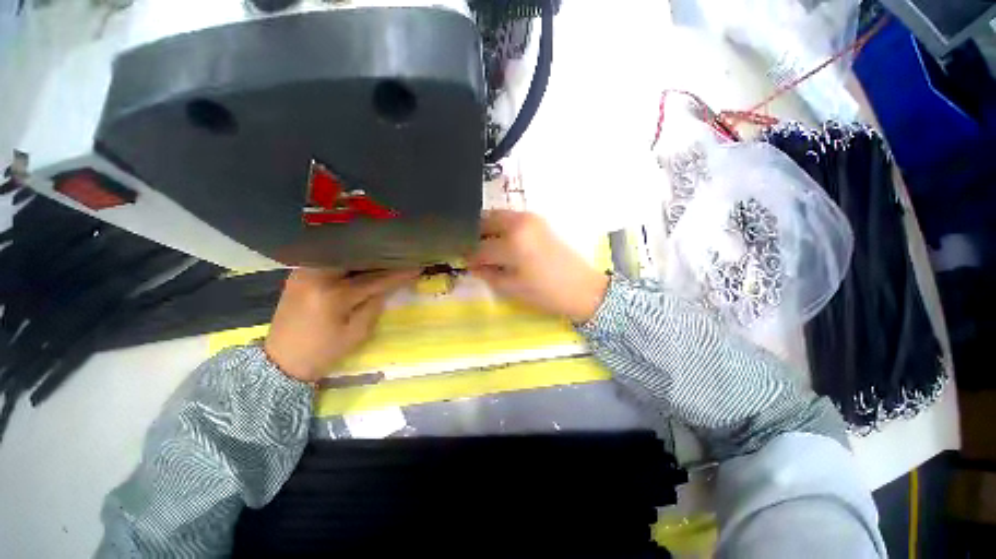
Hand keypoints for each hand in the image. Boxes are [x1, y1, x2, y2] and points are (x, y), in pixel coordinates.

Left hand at [264, 269, 418, 382]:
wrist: (280, 361)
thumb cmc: (323, 352)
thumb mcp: (356, 333)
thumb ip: (374, 305)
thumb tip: (388, 286)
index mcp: (333, 295)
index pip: (374, 280)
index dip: (398, 274)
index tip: (416, 267)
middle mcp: (316, 277)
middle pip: (356, 259)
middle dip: (380, 258)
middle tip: (399, 256)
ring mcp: (304, 272)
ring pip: (341, 256)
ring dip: (363, 257)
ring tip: (383, 257)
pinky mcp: (298, 274)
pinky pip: (328, 260)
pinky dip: (347, 260)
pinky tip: (360, 263)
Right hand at [468, 210, 609, 322]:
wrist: (582, 288)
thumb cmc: (546, 292)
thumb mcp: (512, 287)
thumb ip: (488, 274)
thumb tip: (472, 265)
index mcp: (513, 241)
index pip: (480, 247)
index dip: (469, 256)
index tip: (462, 261)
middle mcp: (520, 222)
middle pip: (485, 220)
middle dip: (474, 235)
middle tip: (470, 250)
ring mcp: (531, 218)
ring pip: (498, 216)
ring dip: (487, 229)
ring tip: (484, 247)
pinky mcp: (539, 221)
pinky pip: (511, 219)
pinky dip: (501, 228)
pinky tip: (501, 243)